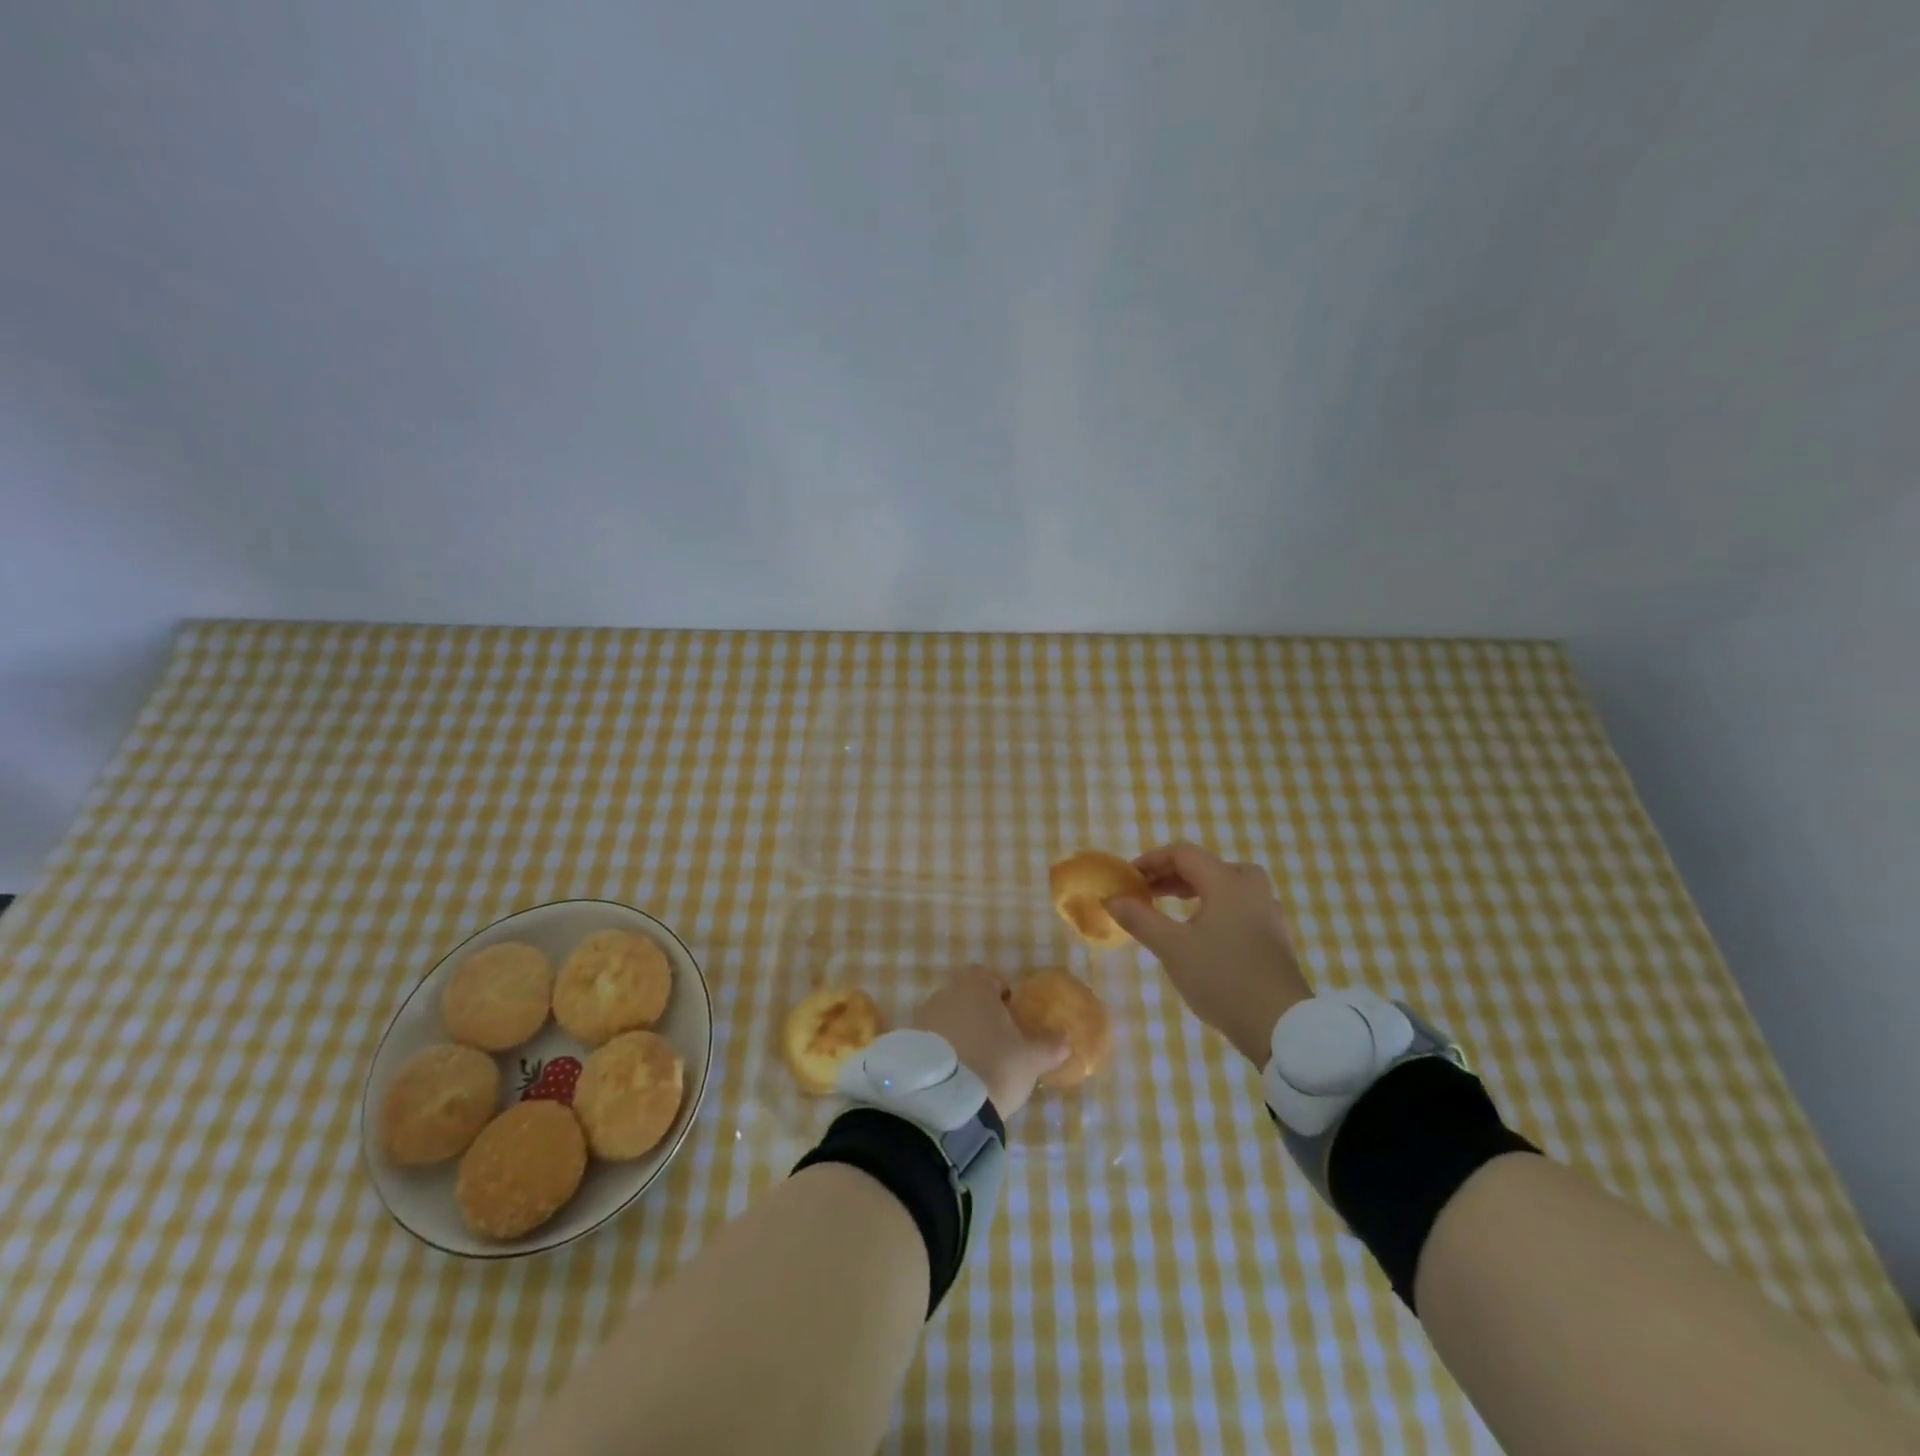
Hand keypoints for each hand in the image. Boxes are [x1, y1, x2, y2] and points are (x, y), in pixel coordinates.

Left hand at [912, 965, 1067, 1117]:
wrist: (946, 1102)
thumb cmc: (996, 1064)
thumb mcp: (1031, 1058)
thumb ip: (1049, 1046)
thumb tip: (1065, 1041)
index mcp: (974, 985)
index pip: (987, 977)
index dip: (1000, 994)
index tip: (1010, 1017)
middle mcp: (943, 993)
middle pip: (964, 998)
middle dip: (978, 1016)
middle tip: (995, 1044)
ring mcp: (920, 1018)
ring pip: (945, 1020)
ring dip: (958, 1035)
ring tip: (973, 1065)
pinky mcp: (906, 1045)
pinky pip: (929, 1042)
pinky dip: (940, 1053)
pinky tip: (953, 1077)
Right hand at [1104, 842, 1312, 1065]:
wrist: (1281, 1025)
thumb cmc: (1222, 978)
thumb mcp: (1171, 948)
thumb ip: (1139, 918)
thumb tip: (1112, 898)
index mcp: (1226, 882)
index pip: (1184, 854)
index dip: (1152, 860)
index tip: (1129, 877)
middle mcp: (1251, 888)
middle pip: (1208, 865)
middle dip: (1173, 874)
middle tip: (1149, 892)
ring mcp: (1267, 912)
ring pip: (1227, 884)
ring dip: (1195, 889)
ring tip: (1171, 909)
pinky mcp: (1274, 936)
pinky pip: (1240, 905)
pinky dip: (1215, 906)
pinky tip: (1202, 933)